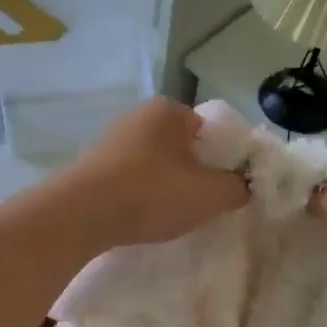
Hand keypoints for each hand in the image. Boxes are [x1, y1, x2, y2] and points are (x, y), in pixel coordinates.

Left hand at [57, 98, 248, 248]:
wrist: (81, 214)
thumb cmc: (152, 194)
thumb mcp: (210, 195)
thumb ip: (238, 187)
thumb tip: (244, 185)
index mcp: (170, 110)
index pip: (211, 130)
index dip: (224, 159)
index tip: (225, 187)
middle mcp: (138, 115)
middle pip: (181, 146)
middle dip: (193, 172)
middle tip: (201, 204)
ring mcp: (111, 139)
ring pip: (154, 162)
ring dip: (165, 184)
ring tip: (171, 214)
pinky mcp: (92, 165)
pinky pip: (129, 177)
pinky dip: (140, 193)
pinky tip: (141, 216)